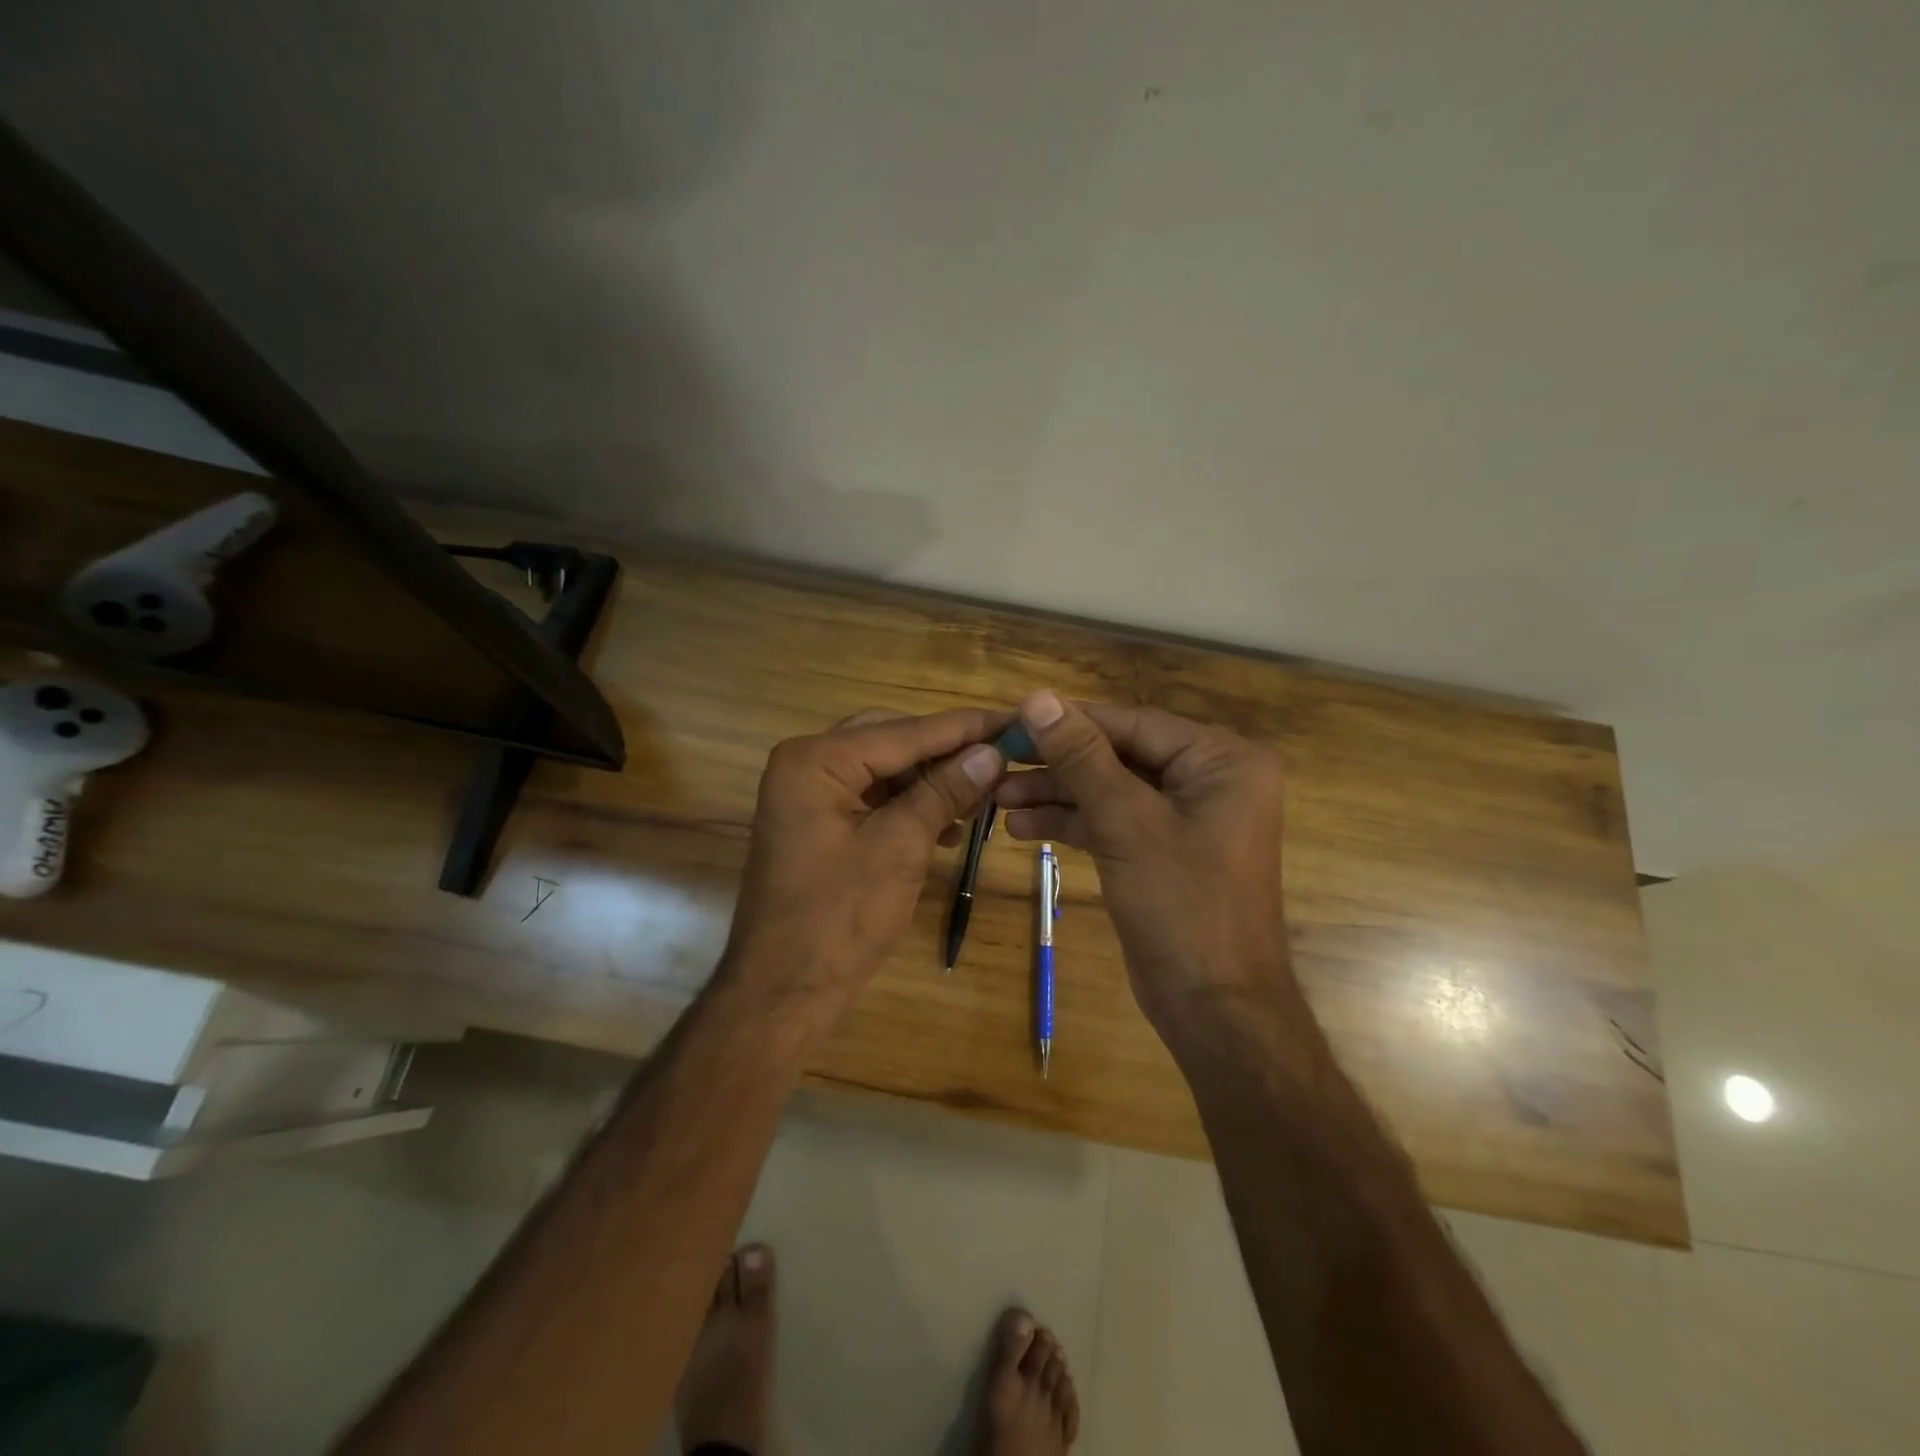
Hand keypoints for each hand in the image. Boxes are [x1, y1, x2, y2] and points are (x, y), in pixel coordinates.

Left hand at [723, 706, 1011, 1018]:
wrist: (785, 990)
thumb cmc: (840, 917)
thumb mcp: (900, 847)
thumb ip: (944, 791)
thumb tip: (992, 752)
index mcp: (816, 760)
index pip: (904, 731)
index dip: (964, 728)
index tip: (1015, 720)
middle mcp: (806, 764)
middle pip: (892, 741)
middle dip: (946, 753)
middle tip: (1000, 759)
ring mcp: (808, 794)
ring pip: (885, 769)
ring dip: (931, 782)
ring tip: (980, 797)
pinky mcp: (818, 822)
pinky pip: (872, 797)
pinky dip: (909, 806)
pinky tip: (947, 826)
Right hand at [994, 690, 1293, 1032]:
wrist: (1214, 1008)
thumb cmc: (1182, 905)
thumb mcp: (1126, 822)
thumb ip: (1081, 756)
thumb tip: (1038, 697)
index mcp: (1221, 760)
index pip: (1132, 724)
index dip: (1069, 722)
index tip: (1012, 721)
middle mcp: (1209, 779)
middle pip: (1119, 756)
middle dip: (1058, 766)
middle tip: (998, 764)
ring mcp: (1185, 818)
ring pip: (1110, 790)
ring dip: (1057, 796)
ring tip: (998, 800)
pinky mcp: (1163, 851)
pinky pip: (1114, 822)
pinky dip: (1073, 824)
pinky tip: (1022, 828)